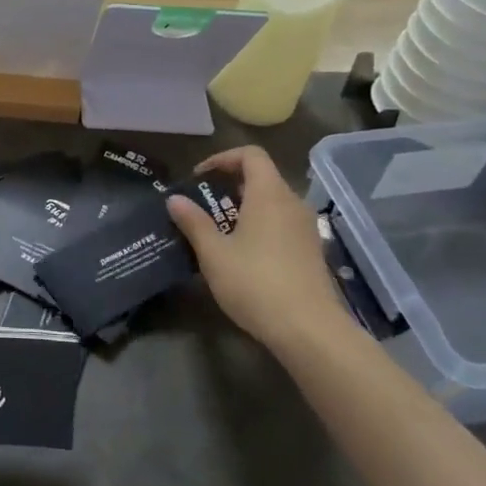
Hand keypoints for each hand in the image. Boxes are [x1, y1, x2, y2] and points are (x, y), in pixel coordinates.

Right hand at [168, 146, 349, 348]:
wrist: (310, 331)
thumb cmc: (256, 283)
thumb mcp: (214, 253)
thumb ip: (193, 222)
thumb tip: (174, 199)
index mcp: (269, 194)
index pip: (250, 155)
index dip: (222, 159)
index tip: (199, 179)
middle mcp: (292, 203)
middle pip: (261, 177)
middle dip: (229, 185)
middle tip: (203, 206)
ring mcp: (306, 228)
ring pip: (272, 202)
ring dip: (244, 208)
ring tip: (218, 231)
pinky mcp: (311, 251)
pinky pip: (282, 224)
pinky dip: (260, 226)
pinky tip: (243, 254)